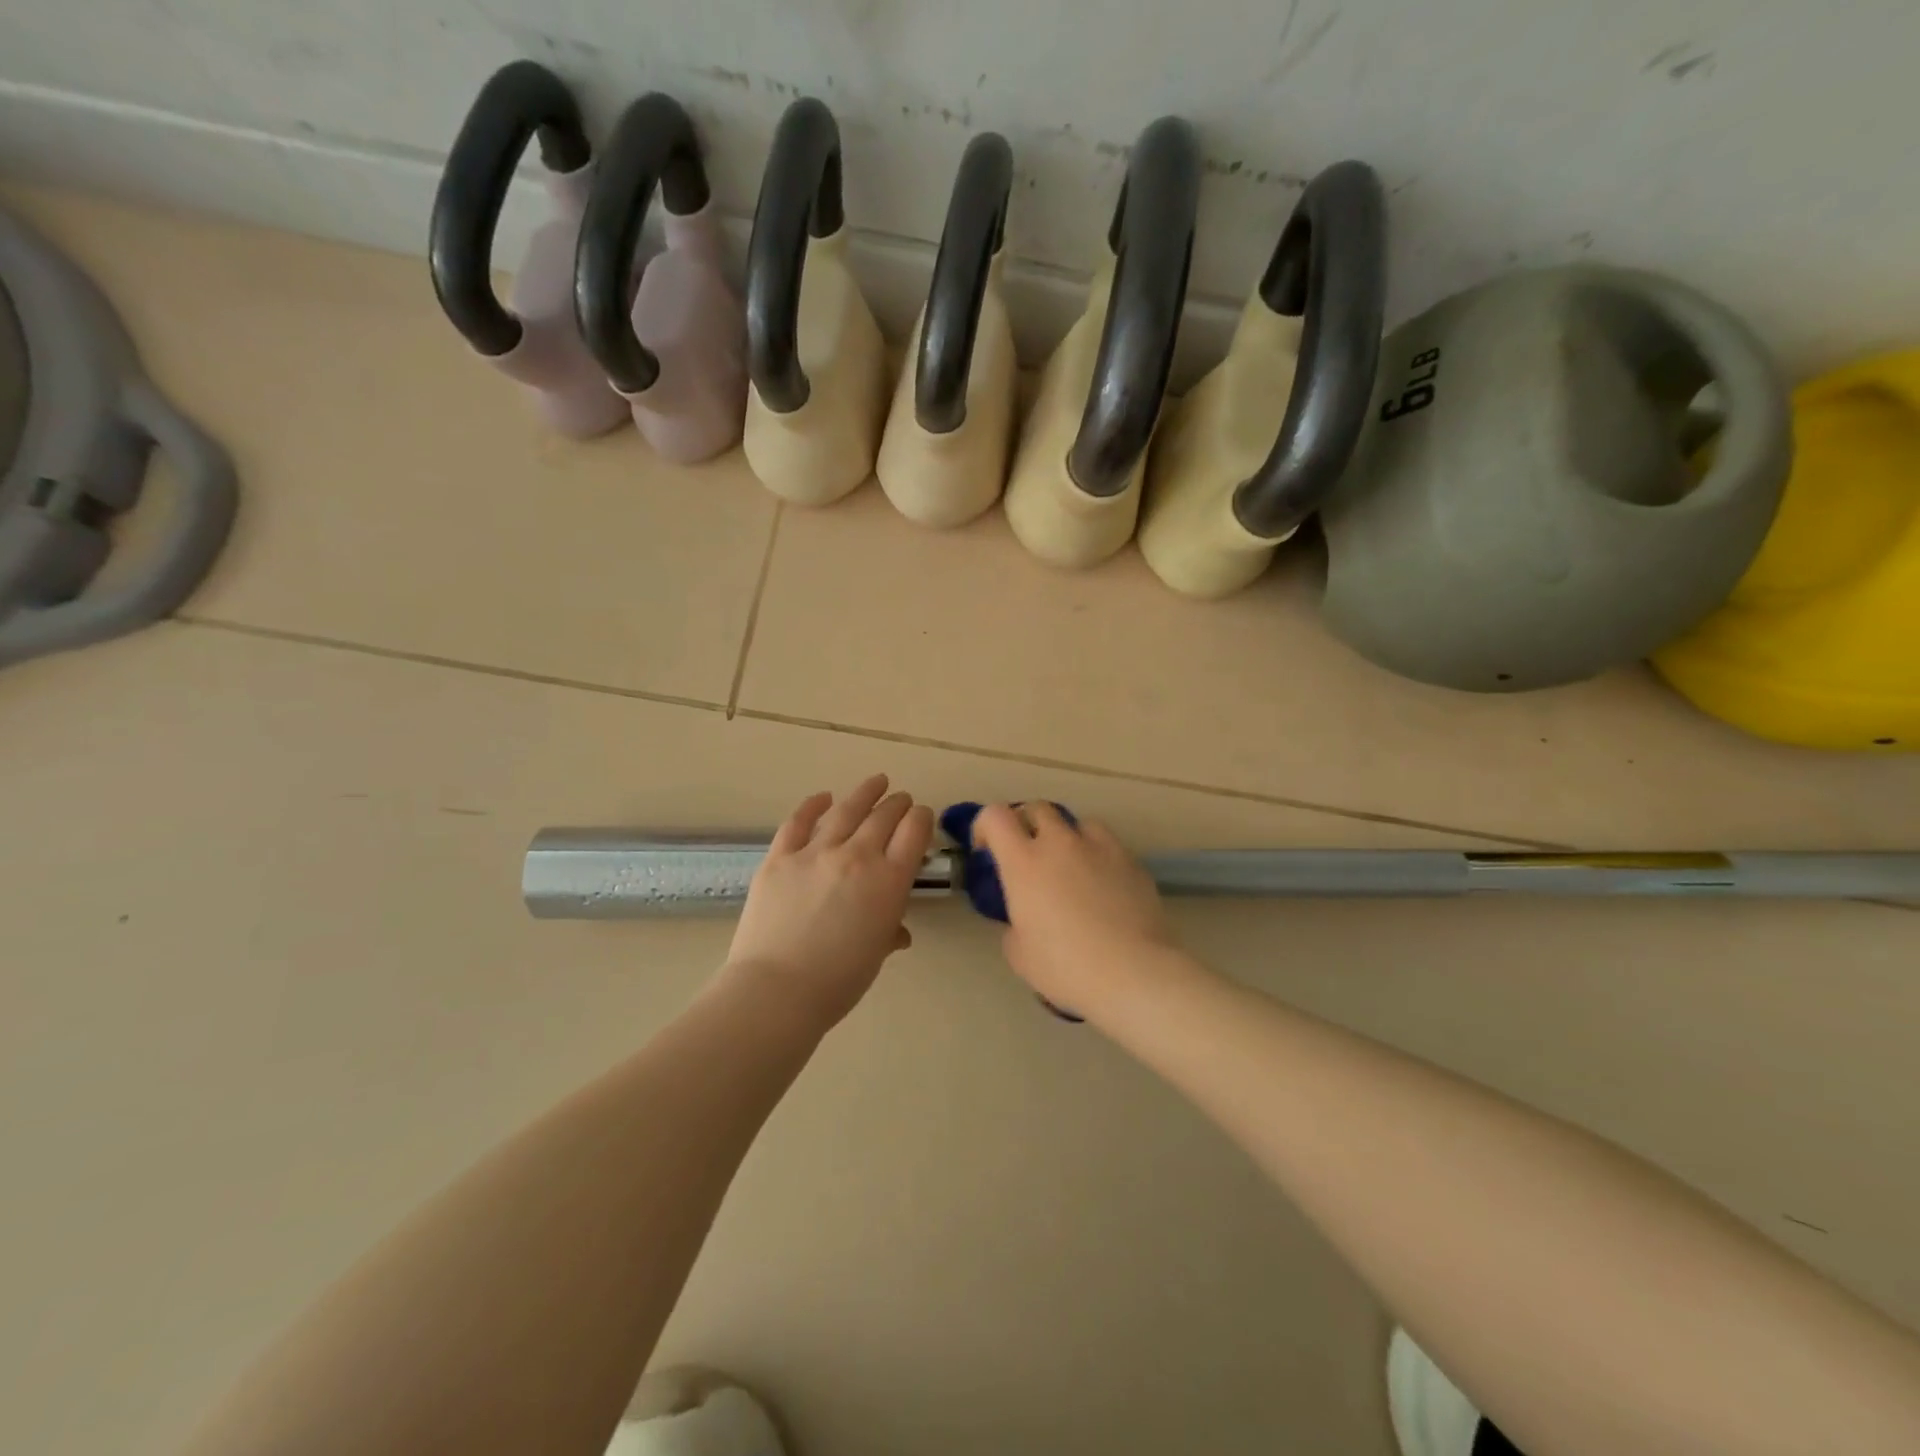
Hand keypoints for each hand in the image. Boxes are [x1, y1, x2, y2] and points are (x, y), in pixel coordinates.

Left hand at [726, 775, 934, 1025]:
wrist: (777, 990)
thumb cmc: (838, 982)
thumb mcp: (876, 954)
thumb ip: (889, 931)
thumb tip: (896, 930)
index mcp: (889, 881)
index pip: (914, 832)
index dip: (922, 819)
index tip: (922, 817)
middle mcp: (857, 856)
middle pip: (884, 816)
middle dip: (898, 804)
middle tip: (902, 799)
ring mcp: (815, 852)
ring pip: (846, 810)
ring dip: (865, 793)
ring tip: (876, 781)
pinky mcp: (780, 857)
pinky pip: (798, 822)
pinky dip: (812, 805)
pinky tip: (822, 797)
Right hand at [972, 803, 1180, 1016]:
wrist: (1132, 972)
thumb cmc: (1065, 967)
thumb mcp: (1019, 953)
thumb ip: (1014, 925)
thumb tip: (1023, 919)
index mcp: (1024, 862)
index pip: (995, 816)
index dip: (985, 826)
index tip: (987, 850)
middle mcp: (1060, 843)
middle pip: (1037, 808)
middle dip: (1026, 824)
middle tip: (1027, 854)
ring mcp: (1100, 848)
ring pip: (1078, 823)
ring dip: (1067, 837)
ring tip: (1071, 867)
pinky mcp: (1131, 861)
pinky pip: (1108, 845)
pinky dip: (1098, 857)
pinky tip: (1104, 887)